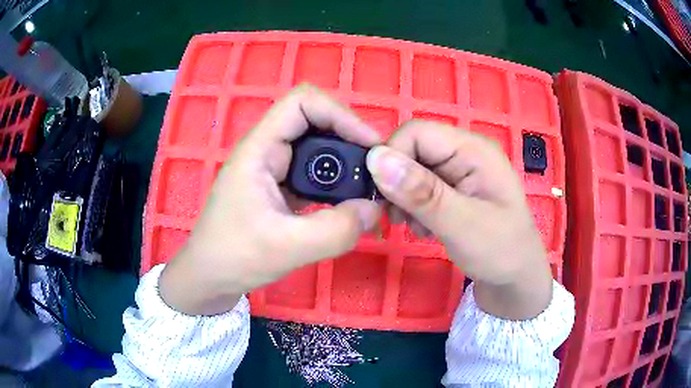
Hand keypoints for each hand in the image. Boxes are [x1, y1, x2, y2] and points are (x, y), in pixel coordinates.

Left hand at [159, 85, 381, 315]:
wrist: (210, 277)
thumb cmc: (234, 257)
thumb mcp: (286, 248)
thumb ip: (335, 230)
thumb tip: (373, 208)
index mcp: (259, 149)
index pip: (303, 103)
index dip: (340, 114)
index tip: (369, 146)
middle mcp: (267, 151)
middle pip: (315, 123)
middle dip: (349, 141)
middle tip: (375, 173)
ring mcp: (274, 170)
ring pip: (318, 150)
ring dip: (345, 166)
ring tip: (367, 191)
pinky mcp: (281, 188)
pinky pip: (315, 175)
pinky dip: (336, 186)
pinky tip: (349, 206)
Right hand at [366, 121, 551, 319]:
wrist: (515, 278)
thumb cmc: (501, 251)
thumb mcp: (462, 225)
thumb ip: (422, 193)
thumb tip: (375, 159)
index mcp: (473, 150)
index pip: (417, 133)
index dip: (392, 157)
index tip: (382, 196)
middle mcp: (465, 152)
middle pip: (412, 150)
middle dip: (397, 183)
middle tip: (399, 220)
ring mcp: (460, 171)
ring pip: (412, 170)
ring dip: (404, 198)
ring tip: (416, 228)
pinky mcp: (454, 189)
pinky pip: (420, 187)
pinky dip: (413, 207)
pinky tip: (424, 228)